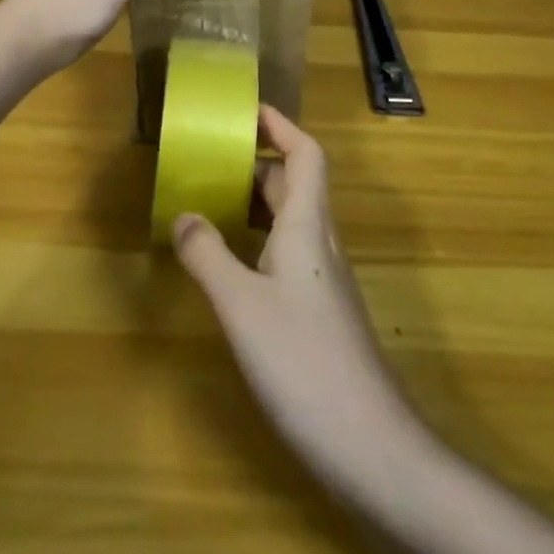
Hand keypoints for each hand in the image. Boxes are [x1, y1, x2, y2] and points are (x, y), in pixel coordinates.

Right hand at [174, 107, 413, 480]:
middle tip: (211, 157)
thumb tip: (183, 214)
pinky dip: (258, 240)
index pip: (305, 155)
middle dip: (257, 162)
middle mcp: (319, 242)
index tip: (247, 109)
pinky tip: (231, 264)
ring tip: (210, 202)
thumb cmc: (303, 362)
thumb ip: (208, 256)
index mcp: (306, 226)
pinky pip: (287, 252)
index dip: (281, 126)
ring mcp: (323, 279)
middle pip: (294, 184)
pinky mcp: (320, 311)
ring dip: (255, 202)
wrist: (370, 444)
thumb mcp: (241, 307)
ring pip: (291, 220)